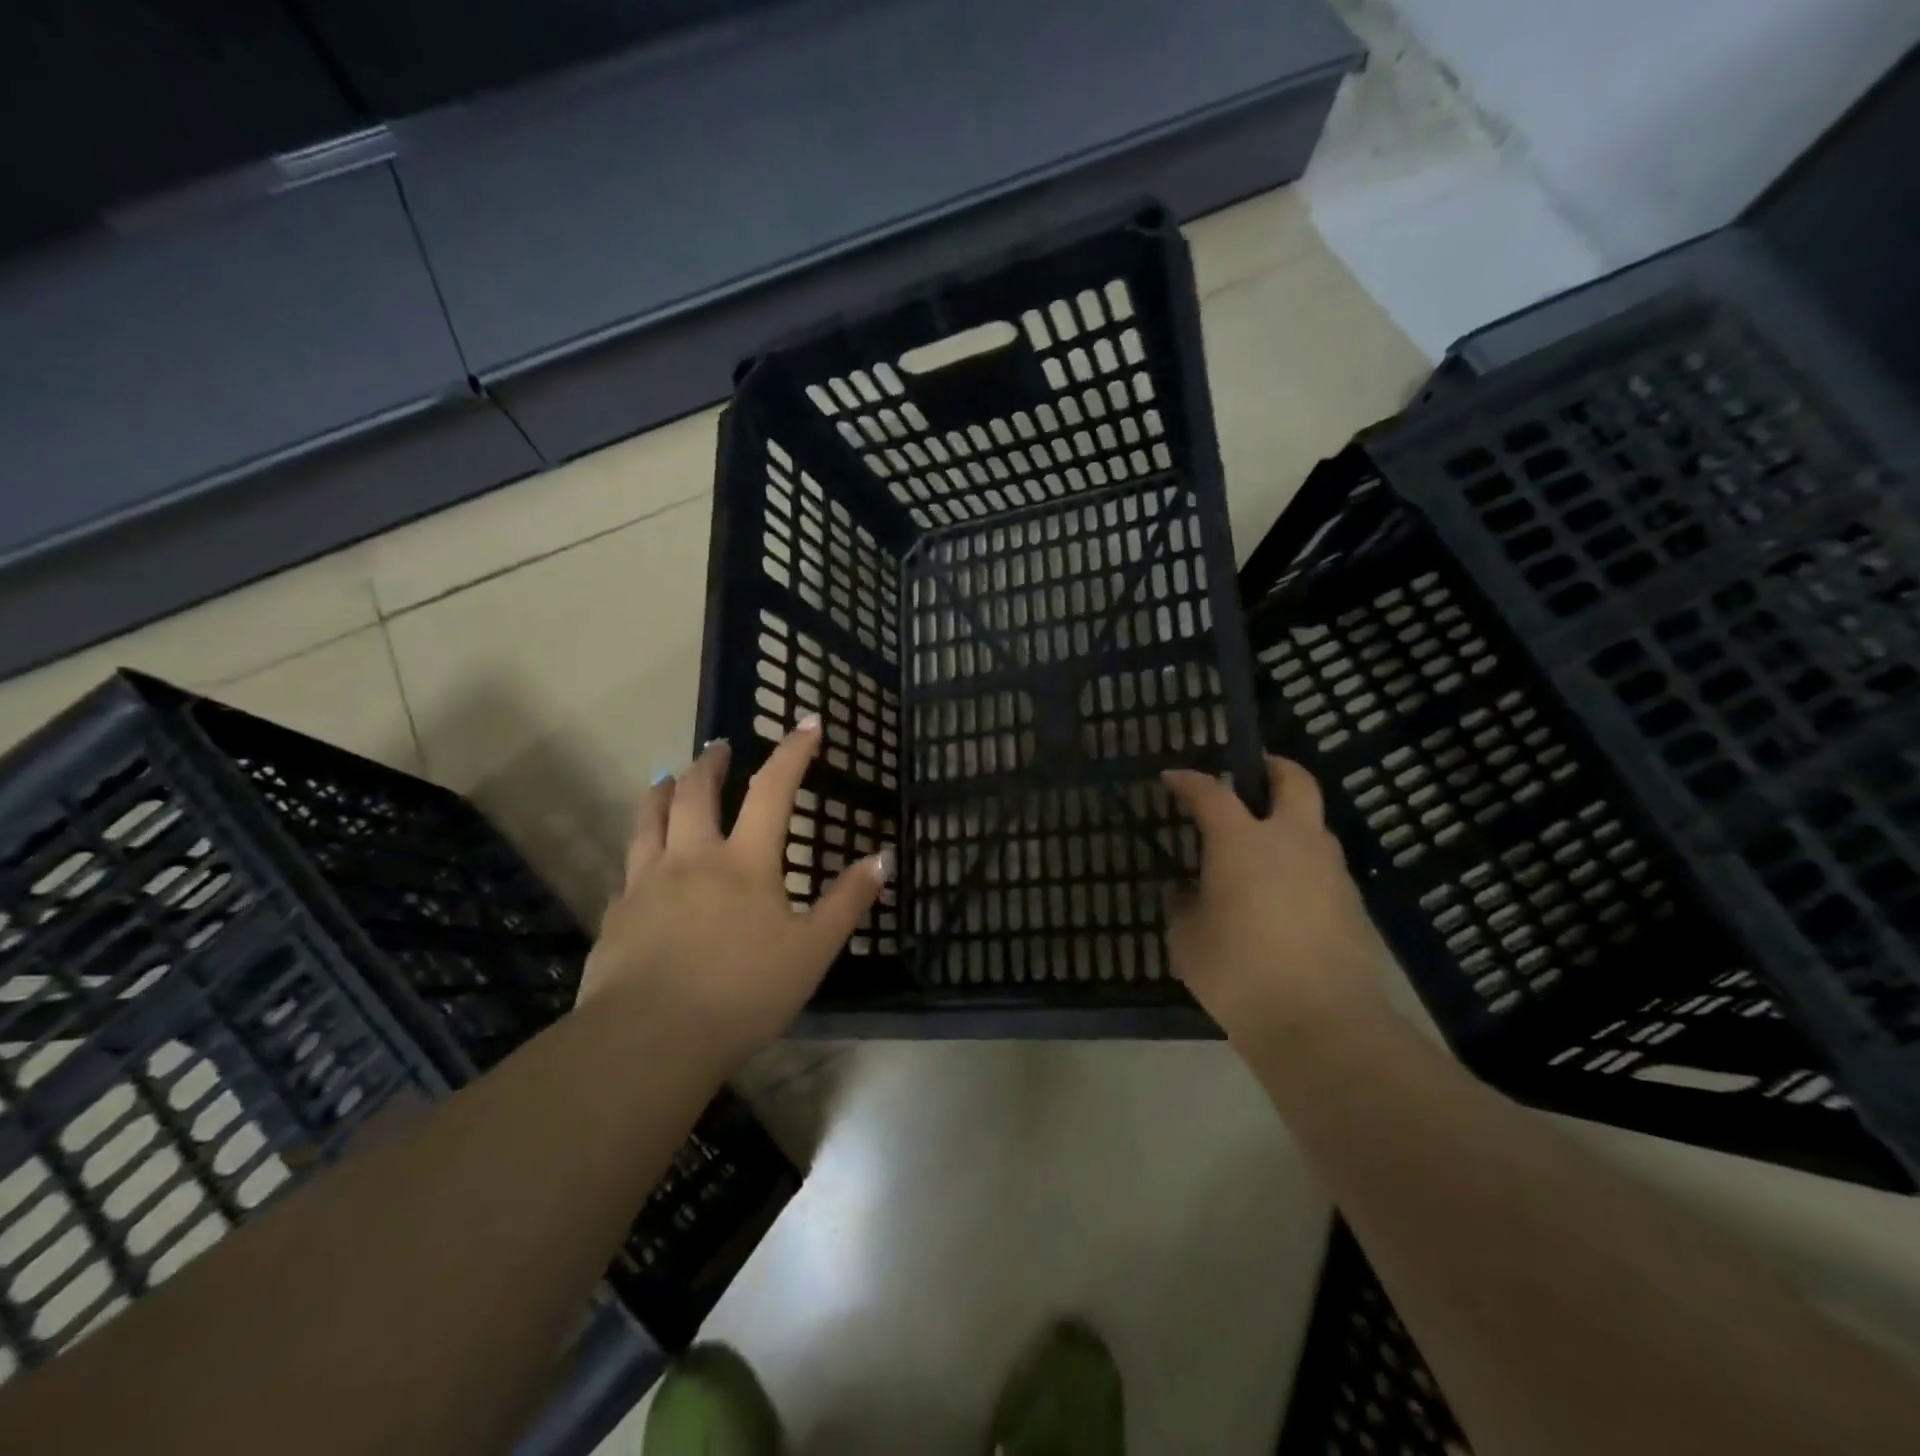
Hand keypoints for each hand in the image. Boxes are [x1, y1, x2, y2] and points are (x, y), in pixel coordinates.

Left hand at [579, 718, 890, 1067]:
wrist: (648, 1041)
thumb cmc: (742, 993)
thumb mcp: (811, 951)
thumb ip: (847, 902)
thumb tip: (882, 858)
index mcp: (743, 861)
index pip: (774, 789)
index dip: (793, 752)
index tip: (808, 722)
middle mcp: (691, 857)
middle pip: (695, 792)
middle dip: (710, 762)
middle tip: (718, 746)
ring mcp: (646, 883)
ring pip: (649, 819)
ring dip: (662, 790)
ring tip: (667, 779)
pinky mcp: (616, 914)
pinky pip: (628, 866)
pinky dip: (640, 848)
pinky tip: (643, 862)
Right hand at [1162, 755, 1393, 1044]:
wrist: (1321, 1023)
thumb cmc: (1238, 972)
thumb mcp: (1187, 939)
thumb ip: (1185, 906)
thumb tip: (1190, 893)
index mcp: (1242, 841)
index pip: (1211, 793)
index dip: (1190, 780)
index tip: (1173, 777)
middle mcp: (1291, 841)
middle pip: (1294, 781)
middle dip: (1274, 768)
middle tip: (1255, 771)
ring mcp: (1329, 871)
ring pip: (1314, 826)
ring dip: (1291, 822)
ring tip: (1265, 847)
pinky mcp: (1352, 904)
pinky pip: (1323, 868)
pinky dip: (1302, 866)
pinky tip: (1285, 895)